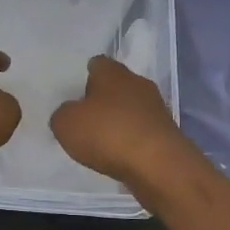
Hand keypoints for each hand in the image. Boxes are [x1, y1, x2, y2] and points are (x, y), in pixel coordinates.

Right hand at [50, 54, 193, 188]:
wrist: (158, 165)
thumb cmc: (108, 133)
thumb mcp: (66, 124)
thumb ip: (62, 114)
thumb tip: (69, 113)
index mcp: (113, 73)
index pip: (97, 64)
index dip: (85, 75)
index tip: (76, 89)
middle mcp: (138, 84)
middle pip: (117, 85)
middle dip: (103, 98)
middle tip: (85, 116)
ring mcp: (156, 109)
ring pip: (131, 108)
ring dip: (119, 120)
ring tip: (101, 140)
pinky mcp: (166, 134)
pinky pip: (142, 131)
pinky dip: (131, 140)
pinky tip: (120, 155)